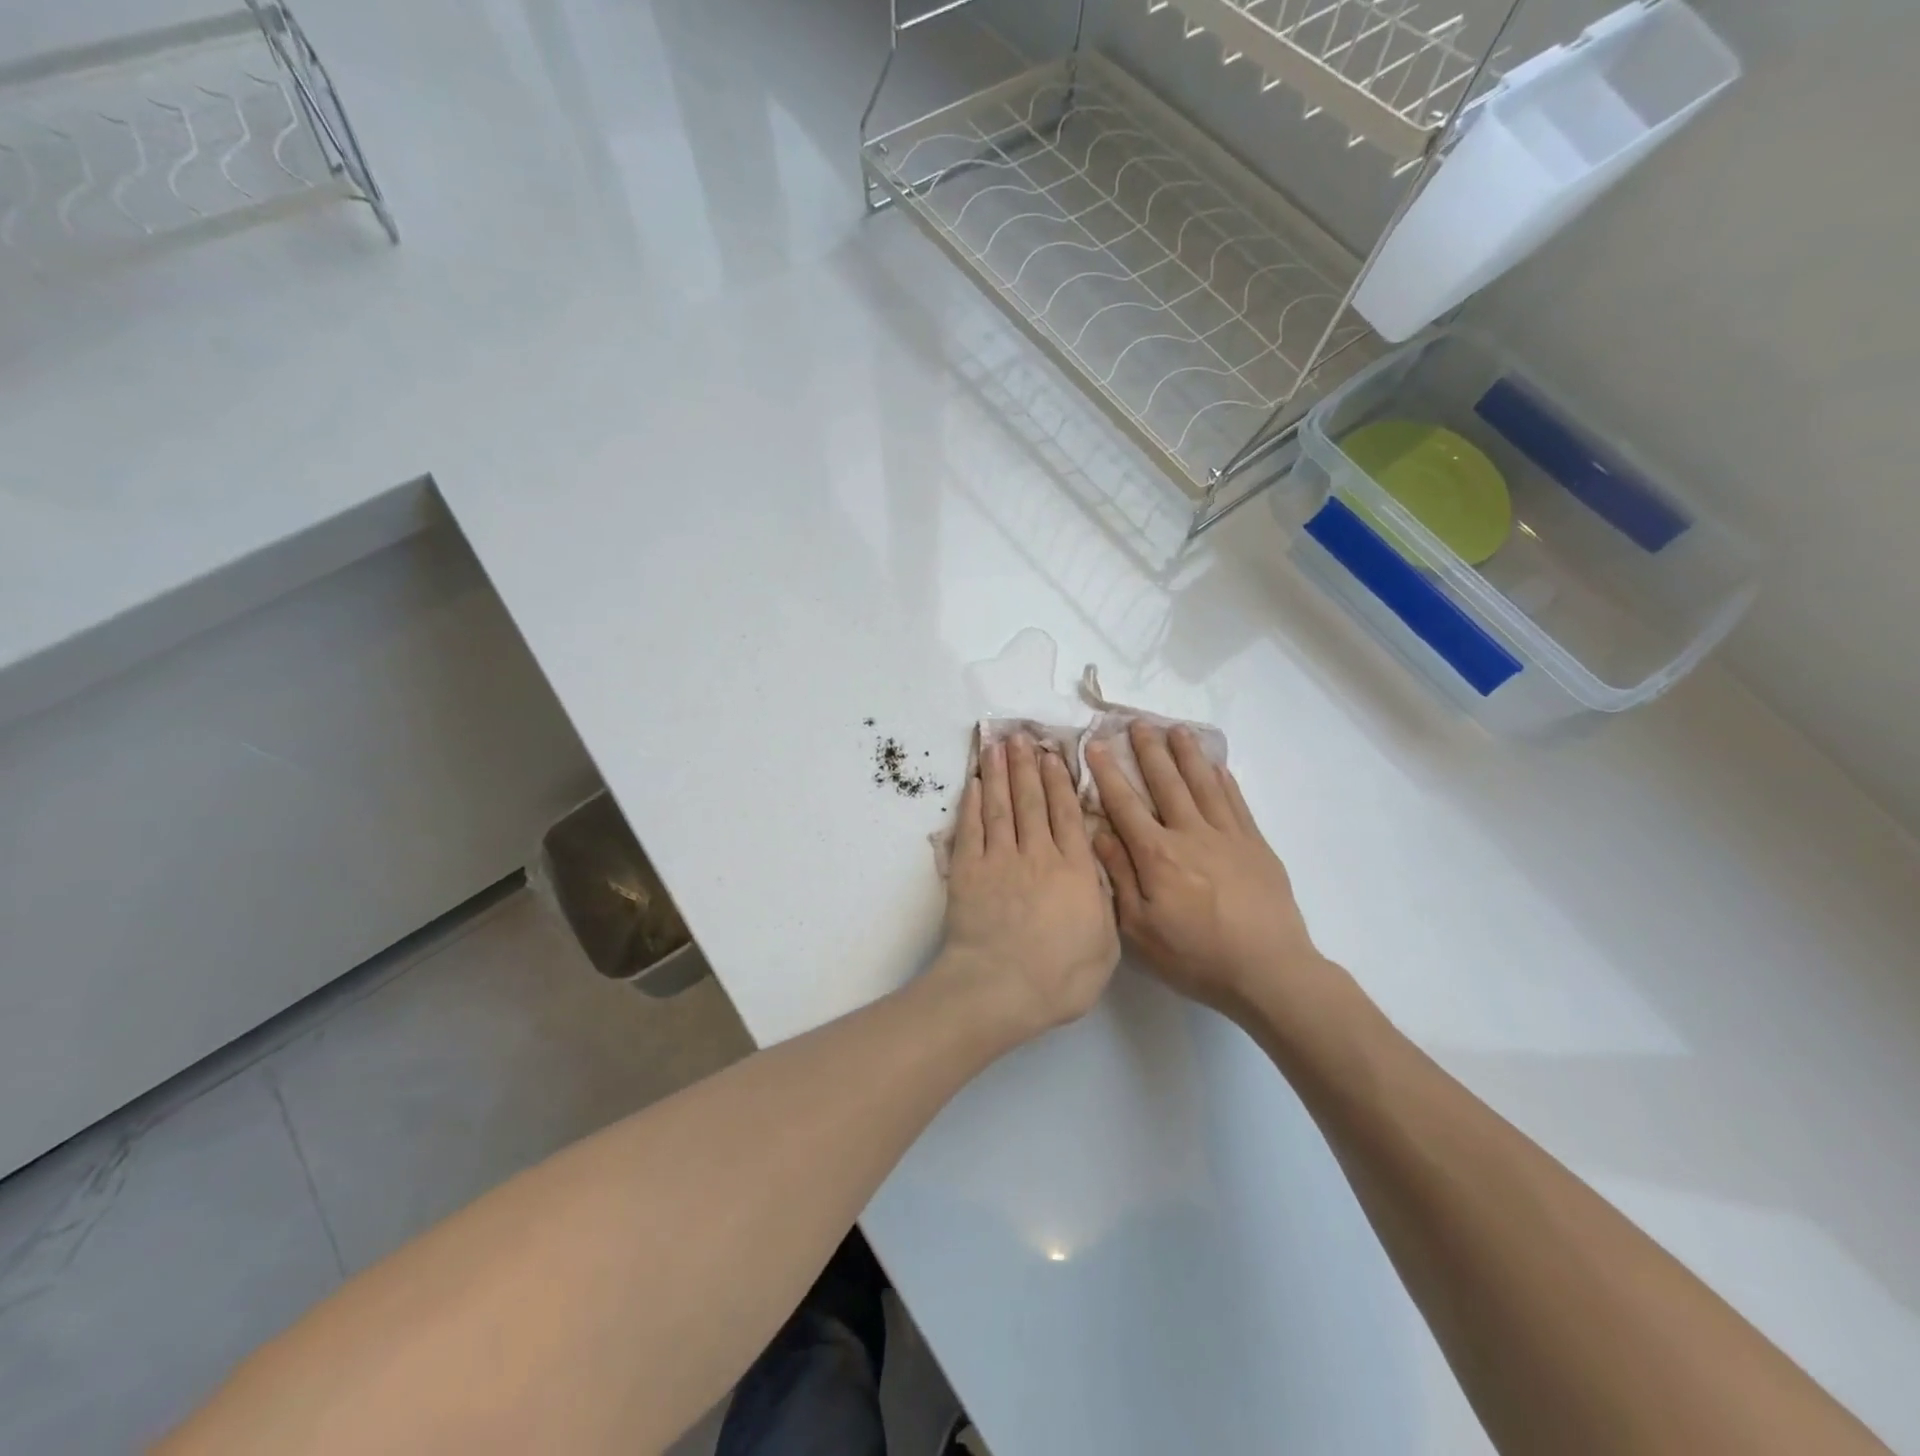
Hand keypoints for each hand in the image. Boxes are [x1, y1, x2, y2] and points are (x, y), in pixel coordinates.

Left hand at [940, 733, 1119, 1040]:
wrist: (1000, 988)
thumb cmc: (1060, 977)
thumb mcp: (1105, 946)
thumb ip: (1103, 903)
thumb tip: (1099, 873)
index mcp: (1074, 870)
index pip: (1068, 814)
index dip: (1061, 782)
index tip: (1055, 755)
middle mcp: (1038, 854)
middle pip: (1032, 801)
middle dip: (1027, 766)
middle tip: (1021, 737)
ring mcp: (999, 860)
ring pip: (1001, 806)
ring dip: (999, 773)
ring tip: (997, 746)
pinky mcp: (968, 871)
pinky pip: (971, 828)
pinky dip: (972, 803)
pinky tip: (974, 783)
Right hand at [1088, 722, 1324, 1020]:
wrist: (1268, 970)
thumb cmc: (1195, 956)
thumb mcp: (1140, 928)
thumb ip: (1119, 876)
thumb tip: (1098, 833)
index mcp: (1156, 855)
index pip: (1125, 805)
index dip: (1108, 773)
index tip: (1096, 745)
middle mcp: (1190, 834)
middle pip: (1166, 783)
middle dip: (1149, 751)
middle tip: (1138, 722)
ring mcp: (1227, 836)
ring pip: (1202, 784)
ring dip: (1187, 754)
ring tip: (1176, 729)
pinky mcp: (1255, 845)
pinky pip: (1236, 802)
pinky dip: (1224, 780)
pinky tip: (1216, 766)